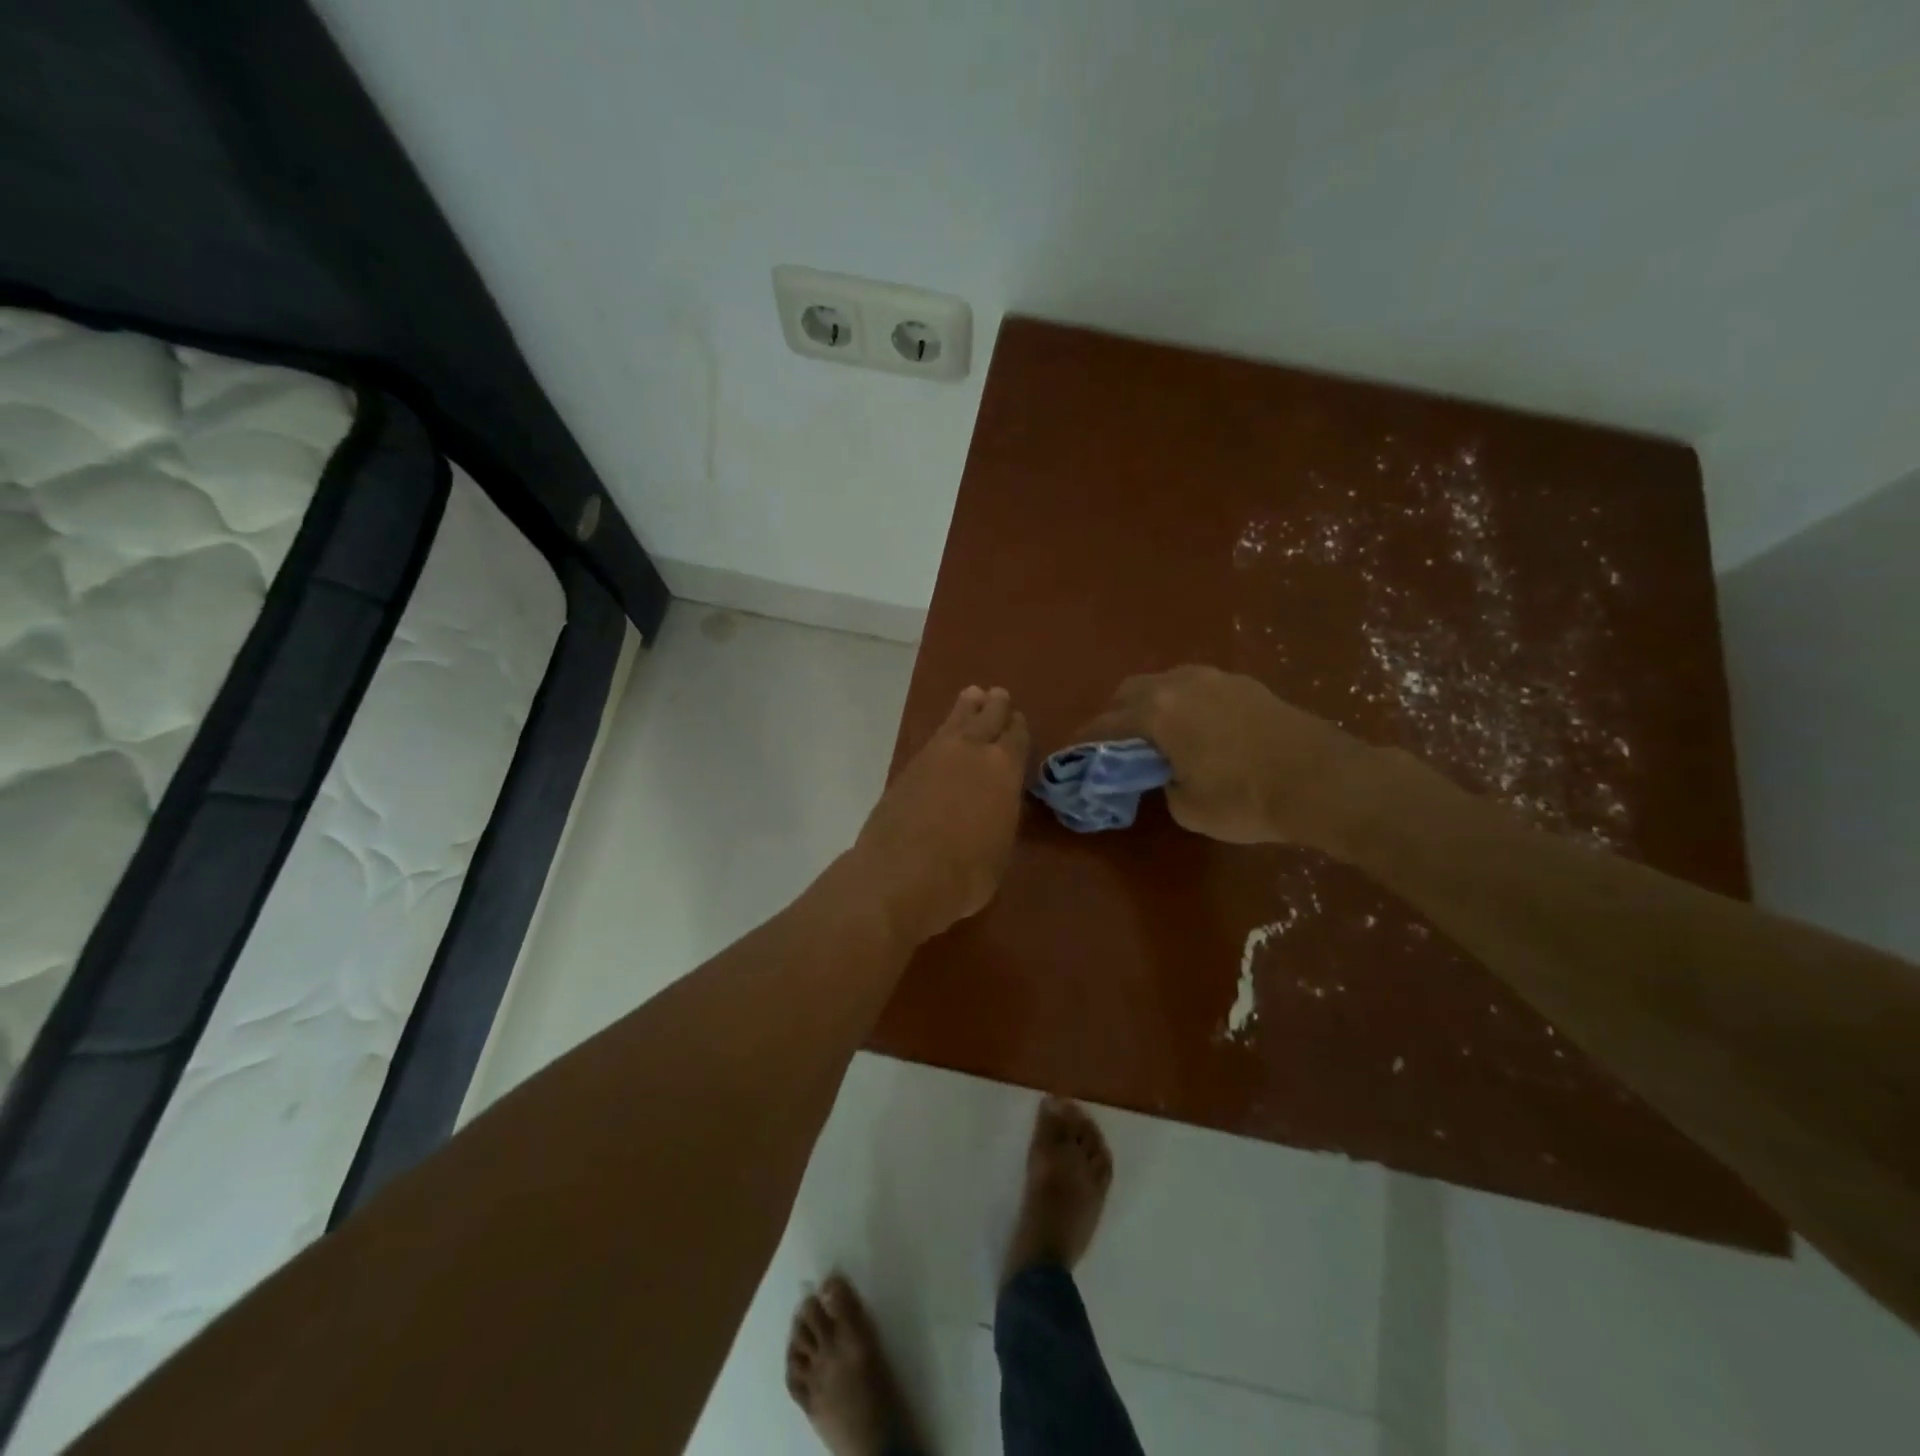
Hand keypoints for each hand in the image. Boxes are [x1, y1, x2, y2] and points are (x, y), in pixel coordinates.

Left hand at [854, 686, 1030, 944]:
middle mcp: (972, 752)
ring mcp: (935, 756)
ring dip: (966, 708)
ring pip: (955, 721)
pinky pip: (933, 739)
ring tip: (972, 696)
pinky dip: (943, 732)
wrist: (902, 874)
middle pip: (986, 718)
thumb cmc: (966, 873)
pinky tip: (944, 735)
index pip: (1016, 737)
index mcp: (1004, 769)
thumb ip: (1001, 816)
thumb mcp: (1000, 849)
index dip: (1018, 728)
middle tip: (997, 695)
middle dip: (994, 707)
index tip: (1018, 719)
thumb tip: (997, 806)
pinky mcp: (906, 768)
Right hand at [1074, 665, 1374, 849]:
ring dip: (1149, 706)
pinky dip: (1181, 704)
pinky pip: (1195, 687)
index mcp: (1156, 712)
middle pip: (1128, 693)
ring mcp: (1214, 678)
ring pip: (1163, 683)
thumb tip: (1166, 772)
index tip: (1069, 756)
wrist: (1323, 779)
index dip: (1082, 742)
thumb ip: (1162, 783)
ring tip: (1154, 736)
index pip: (1103, 725)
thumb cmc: (1246, 798)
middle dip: (1114, 717)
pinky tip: (1194, 729)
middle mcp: (1178, 684)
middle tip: (1114, 748)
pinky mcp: (1243, 683)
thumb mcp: (1187, 807)